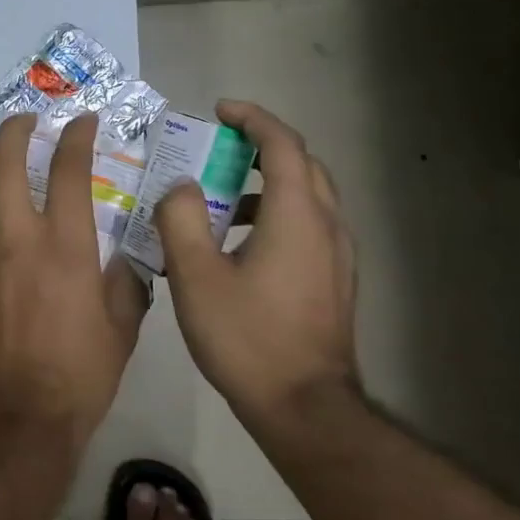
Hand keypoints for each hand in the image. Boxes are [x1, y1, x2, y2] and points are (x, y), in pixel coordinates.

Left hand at [0, 113, 150, 443]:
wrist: (16, 420)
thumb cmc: (79, 375)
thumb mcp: (123, 328)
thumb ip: (126, 283)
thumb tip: (124, 260)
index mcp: (65, 245)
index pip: (70, 168)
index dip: (77, 136)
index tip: (82, 122)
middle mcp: (14, 238)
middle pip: (4, 162)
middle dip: (14, 130)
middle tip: (22, 122)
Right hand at [155, 101, 358, 427]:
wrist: (304, 408)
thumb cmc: (247, 337)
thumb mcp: (196, 275)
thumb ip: (182, 219)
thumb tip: (181, 186)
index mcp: (297, 216)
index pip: (283, 145)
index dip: (252, 119)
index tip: (219, 111)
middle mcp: (327, 226)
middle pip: (303, 164)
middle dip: (262, 146)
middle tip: (219, 149)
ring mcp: (338, 256)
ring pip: (308, 197)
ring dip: (268, 183)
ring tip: (223, 200)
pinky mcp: (336, 281)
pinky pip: (309, 226)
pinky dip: (278, 214)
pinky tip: (242, 245)